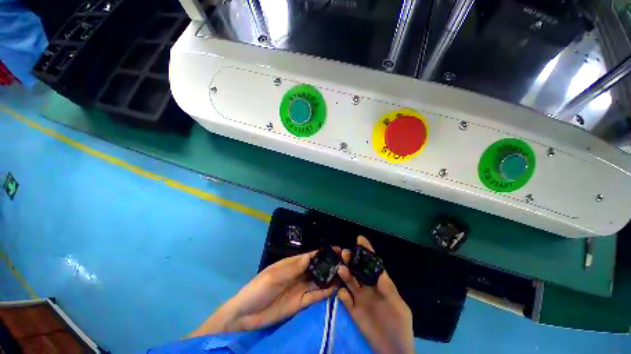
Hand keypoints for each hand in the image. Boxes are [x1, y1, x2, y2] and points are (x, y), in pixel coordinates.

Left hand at [189, 251, 336, 336]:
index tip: (337, 249)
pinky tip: (336, 289)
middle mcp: (299, 274)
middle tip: (346, 263)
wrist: (246, 315)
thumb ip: (293, 267)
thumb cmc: (259, 288)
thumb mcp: (275, 275)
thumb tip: (311, 256)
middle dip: (330, 264)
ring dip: (330, 278)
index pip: (311, 255)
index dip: (323, 252)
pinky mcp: (301, 303)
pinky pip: (316, 295)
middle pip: (317, 267)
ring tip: (345, 275)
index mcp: (292, 264)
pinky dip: (325, 292)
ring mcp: (301, 288)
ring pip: (319, 281)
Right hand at [338, 236, 413, 353]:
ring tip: (342, 268)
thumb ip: (389, 289)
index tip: (360, 239)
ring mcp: (359, 298)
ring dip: (345, 273)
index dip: (367, 250)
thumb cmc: (400, 326)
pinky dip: (342, 295)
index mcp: (380, 283)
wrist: (393, 350)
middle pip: (358, 269)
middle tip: (346, 252)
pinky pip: (345, 299)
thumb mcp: (399, 307)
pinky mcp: (352, 310)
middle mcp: (368, 287)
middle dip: (352, 259)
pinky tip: (342, 293)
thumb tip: (380, 271)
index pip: (373, 263)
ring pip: (349, 281)